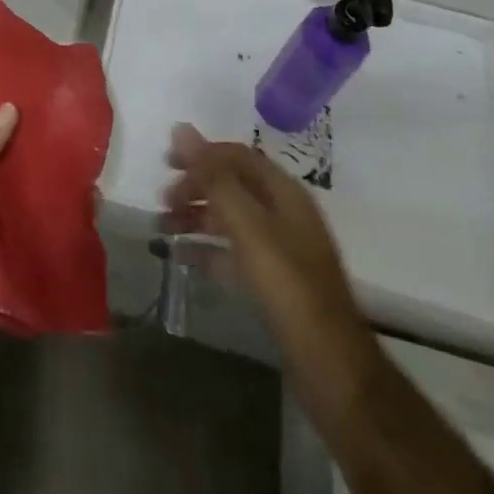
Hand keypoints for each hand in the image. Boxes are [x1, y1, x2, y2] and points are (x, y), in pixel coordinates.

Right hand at [161, 123, 370, 374]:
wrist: (330, 364)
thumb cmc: (287, 285)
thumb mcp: (247, 225)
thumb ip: (214, 177)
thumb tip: (181, 129)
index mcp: (284, 192)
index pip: (237, 156)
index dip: (201, 154)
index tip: (166, 162)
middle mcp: (284, 213)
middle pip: (232, 185)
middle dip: (196, 186)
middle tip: (163, 199)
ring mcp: (280, 248)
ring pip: (230, 219)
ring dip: (196, 217)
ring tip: (162, 227)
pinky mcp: (274, 281)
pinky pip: (233, 252)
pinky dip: (206, 249)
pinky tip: (181, 257)